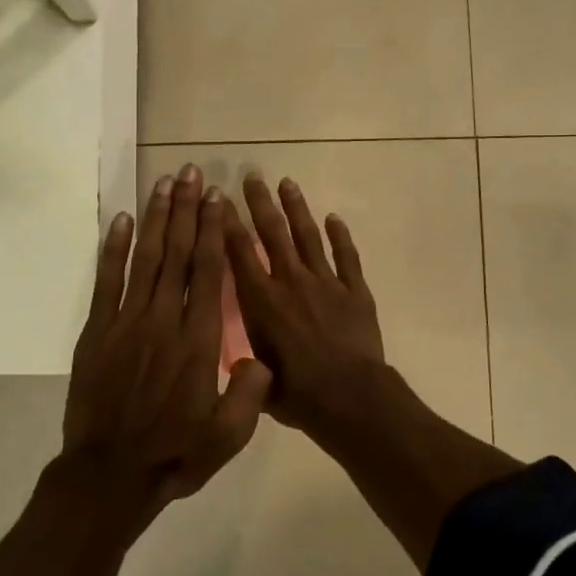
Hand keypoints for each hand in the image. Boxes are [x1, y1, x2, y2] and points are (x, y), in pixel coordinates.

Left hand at [64, 165, 271, 522]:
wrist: (109, 477)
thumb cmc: (175, 454)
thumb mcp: (229, 435)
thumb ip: (251, 392)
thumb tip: (261, 356)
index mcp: (199, 340)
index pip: (209, 272)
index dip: (214, 231)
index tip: (217, 198)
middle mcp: (165, 320)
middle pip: (178, 253)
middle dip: (186, 210)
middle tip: (190, 172)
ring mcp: (126, 322)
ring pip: (145, 259)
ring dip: (155, 218)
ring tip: (162, 183)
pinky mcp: (97, 332)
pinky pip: (106, 282)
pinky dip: (112, 249)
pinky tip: (120, 221)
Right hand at [223, 172, 385, 433]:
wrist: (351, 399)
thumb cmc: (299, 395)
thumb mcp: (257, 378)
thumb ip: (244, 358)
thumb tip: (234, 354)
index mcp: (262, 302)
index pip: (240, 253)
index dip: (228, 224)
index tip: (221, 199)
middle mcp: (291, 282)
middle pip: (274, 233)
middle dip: (261, 203)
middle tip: (253, 176)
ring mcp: (326, 283)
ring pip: (309, 236)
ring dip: (297, 208)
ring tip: (287, 183)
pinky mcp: (355, 291)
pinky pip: (346, 257)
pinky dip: (341, 237)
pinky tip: (335, 218)